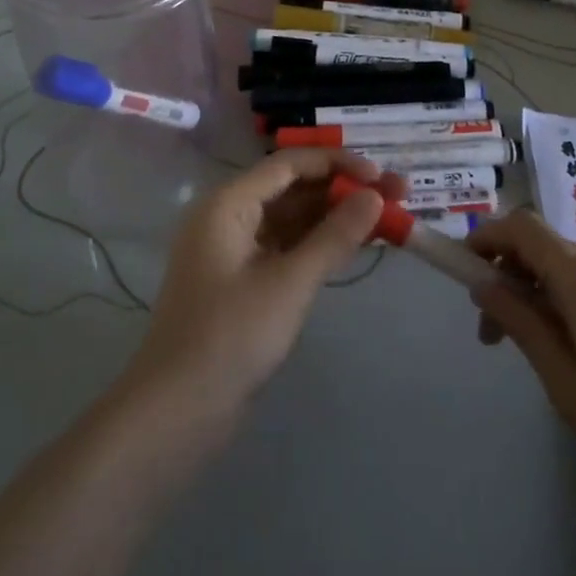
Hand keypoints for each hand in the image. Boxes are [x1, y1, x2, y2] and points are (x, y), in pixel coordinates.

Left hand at [127, 149, 389, 419]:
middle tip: (398, 195)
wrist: (177, 411)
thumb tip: (375, 195)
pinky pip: (286, 247)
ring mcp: (234, 251)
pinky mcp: (243, 281)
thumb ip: (334, 236)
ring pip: (292, 219)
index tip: (382, 175)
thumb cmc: (230, 337)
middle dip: (343, 190)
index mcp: (228, 203)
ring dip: (335, 217)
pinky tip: (354, 245)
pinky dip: (318, 244)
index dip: (338, 164)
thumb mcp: (290, 283)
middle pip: (293, 189)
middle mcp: (228, 217)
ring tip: (387, 217)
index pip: (289, 164)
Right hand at [468, 210, 575, 542]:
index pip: (522, 226)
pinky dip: (572, 305)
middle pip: (546, 247)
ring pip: (573, 270)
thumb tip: (485, 284)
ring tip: (538, 356)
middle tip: (494, 335)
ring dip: (540, 295)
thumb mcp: (572, 390)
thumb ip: (525, 327)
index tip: (463, 273)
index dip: (485, 237)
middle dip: (509, 276)